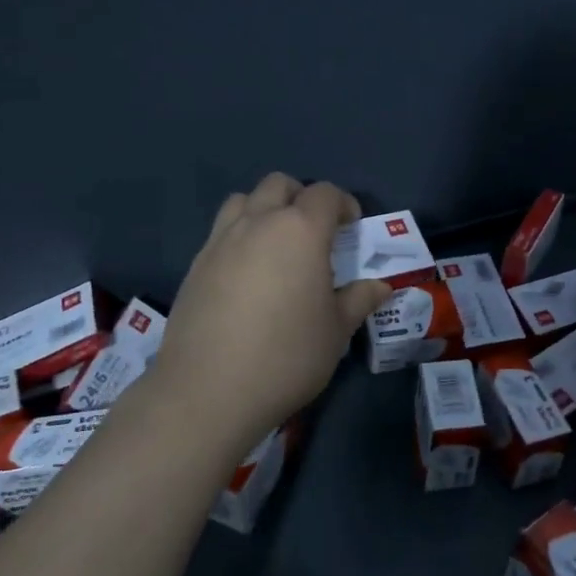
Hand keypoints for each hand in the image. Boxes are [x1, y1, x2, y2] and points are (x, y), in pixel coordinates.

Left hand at [150, 173, 392, 454]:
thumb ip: (358, 300)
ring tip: (275, 244)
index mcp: (301, 230)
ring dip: (264, 209)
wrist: (208, 391)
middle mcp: (259, 222)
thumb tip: (380, 287)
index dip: (343, 204)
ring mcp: (221, 240)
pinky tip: (246, 274)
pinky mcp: (196, 264)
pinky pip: (222, 231)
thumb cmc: (286, 356)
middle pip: (280, 184)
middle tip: (314, 232)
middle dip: (301, 198)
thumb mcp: (336, 331)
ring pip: (244, 200)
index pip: (325, 194)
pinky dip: (239, 236)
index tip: (351, 228)